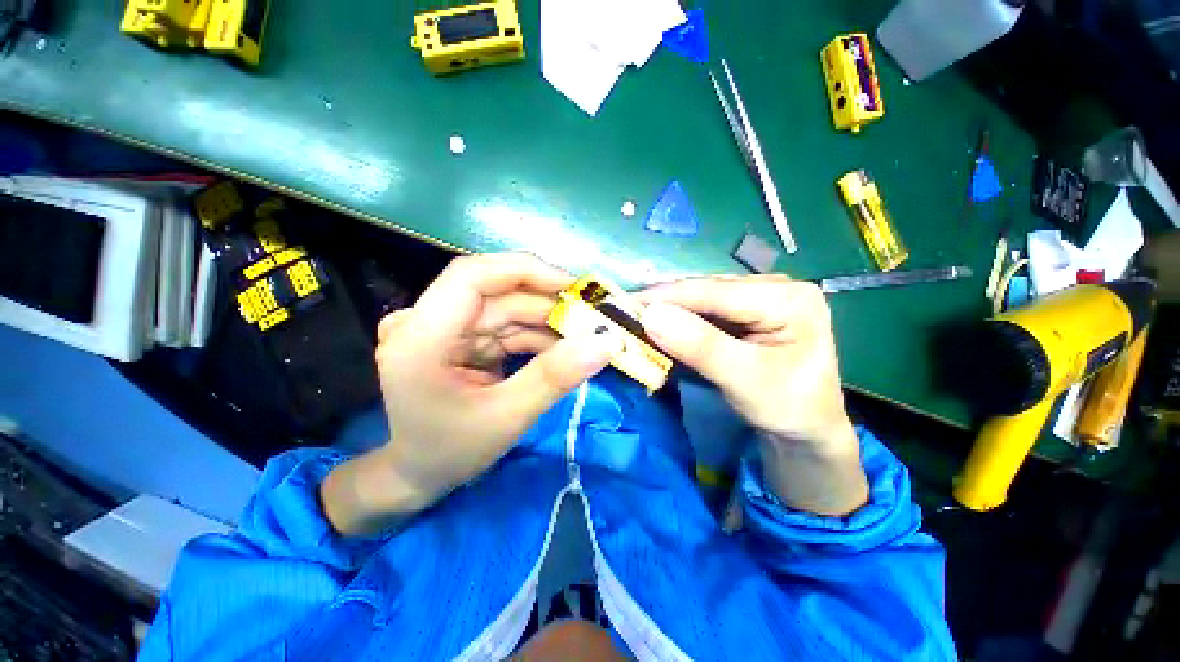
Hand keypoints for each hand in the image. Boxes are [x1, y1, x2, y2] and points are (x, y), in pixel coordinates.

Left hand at [322, 254, 616, 534]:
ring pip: (506, 308)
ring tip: (584, 337)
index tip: (573, 286)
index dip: (525, 271)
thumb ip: (554, 377)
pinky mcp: (460, 338)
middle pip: (496, 292)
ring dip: (547, 321)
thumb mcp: (506, 418)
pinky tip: (561, 348)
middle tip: (592, 318)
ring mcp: (444, 329)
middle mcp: (427, 322)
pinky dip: (535, 335)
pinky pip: (505, 326)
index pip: (473, 276)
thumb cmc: (450, 452)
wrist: (417, 474)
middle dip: (548, 303)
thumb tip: (605, 342)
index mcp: (422, 336)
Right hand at [637, 275, 867, 515]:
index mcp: (788, 297)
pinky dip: (680, 320)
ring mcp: (759, 297)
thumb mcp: (746, 380)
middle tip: (623, 312)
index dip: (666, 297)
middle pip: (706, 291)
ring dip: (668, 310)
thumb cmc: (788, 408)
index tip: (624, 303)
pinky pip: (705, 311)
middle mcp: (775, 286)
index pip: (714, 292)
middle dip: (664, 303)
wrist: (806, 431)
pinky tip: (660, 324)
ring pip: (701, 299)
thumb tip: (651, 315)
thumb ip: (700, 346)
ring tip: (635, 316)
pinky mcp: (746, 312)